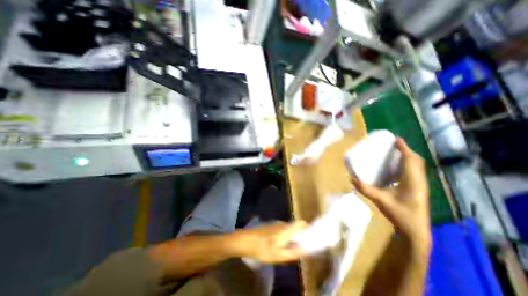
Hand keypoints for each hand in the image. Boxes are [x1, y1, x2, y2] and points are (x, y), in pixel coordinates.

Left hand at [231, 222, 309, 262]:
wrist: (245, 240)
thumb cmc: (262, 249)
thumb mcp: (278, 255)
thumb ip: (293, 252)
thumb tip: (306, 249)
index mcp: (286, 229)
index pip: (301, 223)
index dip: (307, 229)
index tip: (310, 239)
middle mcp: (282, 223)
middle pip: (296, 226)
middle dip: (299, 236)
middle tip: (297, 248)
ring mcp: (276, 223)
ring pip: (289, 228)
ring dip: (291, 237)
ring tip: (286, 249)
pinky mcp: (271, 225)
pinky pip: (282, 229)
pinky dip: (284, 236)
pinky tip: (277, 245)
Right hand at [352, 139, 430, 244]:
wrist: (416, 231)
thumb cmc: (400, 215)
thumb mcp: (380, 201)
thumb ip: (365, 189)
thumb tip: (351, 178)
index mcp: (412, 181)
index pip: (410, 160)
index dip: (404, 148)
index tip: (396, 139)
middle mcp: (419, 180)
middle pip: (416, 160)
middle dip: (406, 150)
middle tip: (393, 145)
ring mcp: (420, 185)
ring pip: (417, 165)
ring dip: (408, 156)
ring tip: (395, 152)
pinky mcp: (418, 188)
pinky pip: (414, 171)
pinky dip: (407, 164)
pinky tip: (397, 167)